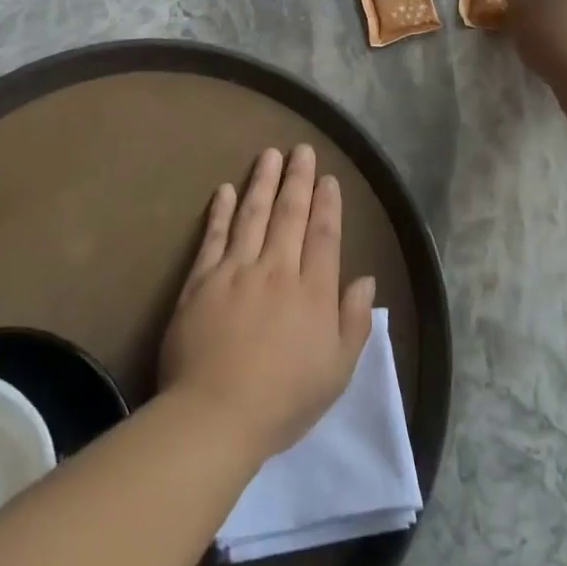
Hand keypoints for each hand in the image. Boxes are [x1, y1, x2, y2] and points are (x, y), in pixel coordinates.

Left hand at [159, 145, 376, 461]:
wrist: (216, 415)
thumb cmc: (284, 399)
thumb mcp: (337, 370)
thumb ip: (355, 321)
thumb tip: (365, 279)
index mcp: (313, 292)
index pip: (324, 236)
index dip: (328, 204)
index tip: (329, 179)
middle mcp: (277, 270)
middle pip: (290, 214)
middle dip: (298, 179)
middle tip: (302, 150)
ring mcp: (236, 271)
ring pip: (253, 215)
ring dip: (262, 182)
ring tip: (269, 154)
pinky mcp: (201, 280)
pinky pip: (213, 237)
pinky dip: (220, 211)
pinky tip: (225, 190)